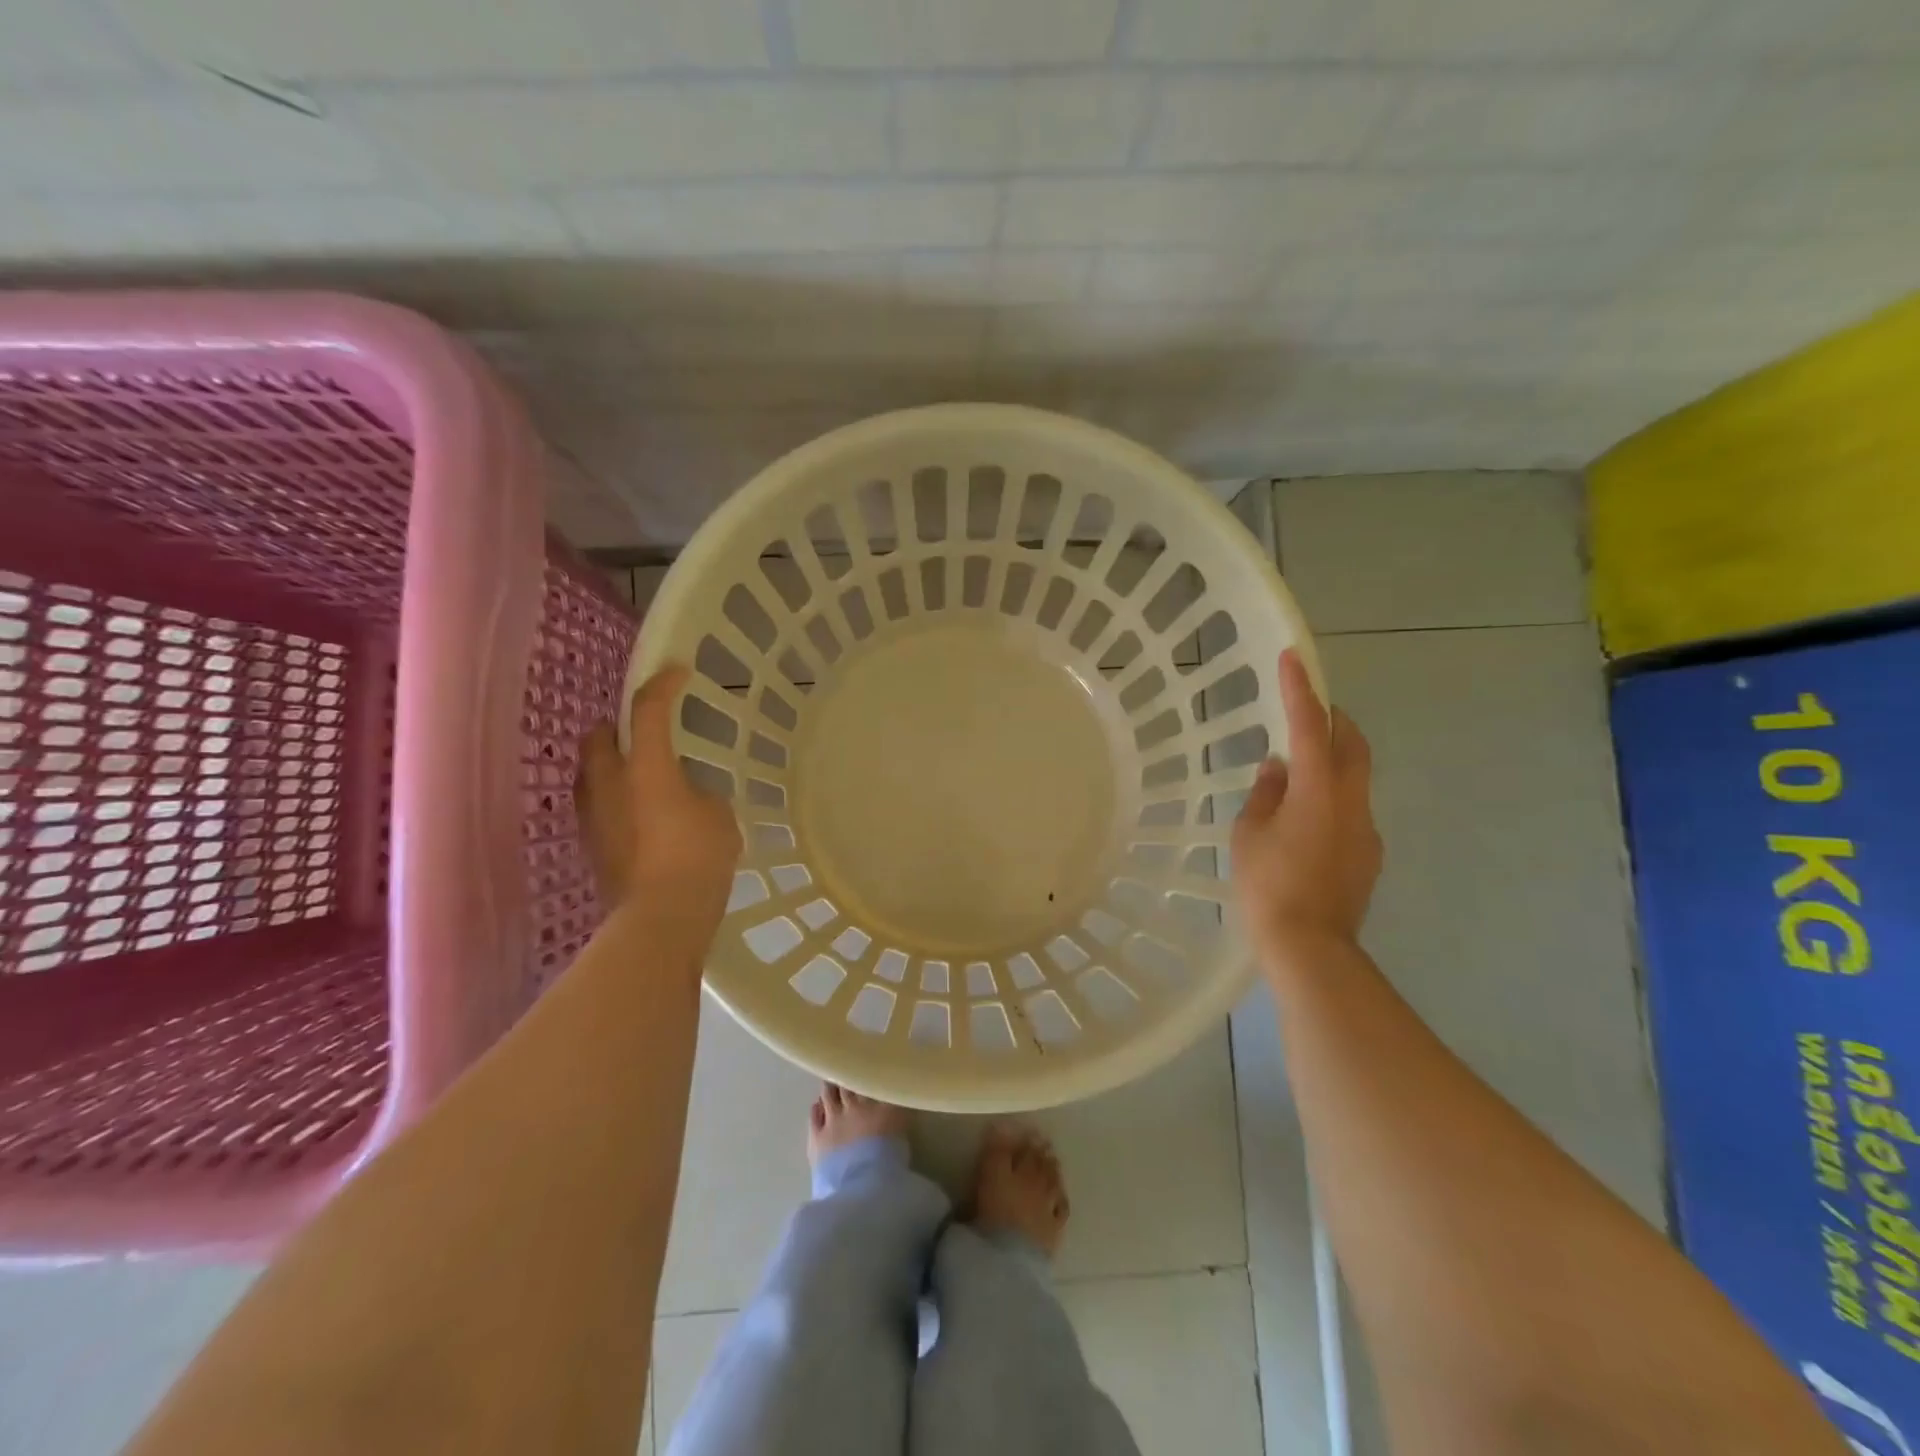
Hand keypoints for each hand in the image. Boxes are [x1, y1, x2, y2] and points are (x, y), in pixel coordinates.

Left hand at [575, 665, 743, 919]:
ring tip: (640, 774)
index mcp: (646, 766)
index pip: (648, 710)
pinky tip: (639, 814)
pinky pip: (597, 804)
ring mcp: (594, 814)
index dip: (663, 684)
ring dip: (611, 762)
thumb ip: (698, 793)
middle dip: (618, 724)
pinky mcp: (591, 844)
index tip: (677, 671)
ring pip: (591, 771)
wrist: (660, 917)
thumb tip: (684, 796)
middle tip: (645, 731)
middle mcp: (609, 782)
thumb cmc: (698, 857)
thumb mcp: (718, 815)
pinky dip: (613, 797)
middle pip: (599, 734)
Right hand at [1231, 649, 1382, 957]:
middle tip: (1308, 712)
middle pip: (1352, 746)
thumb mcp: (1249, 834)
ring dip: (1333, 763)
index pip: (1309, 727)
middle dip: (1333, 721)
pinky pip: (1352, 811)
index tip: (1294, 658)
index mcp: (1318, 791)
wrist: (1309, 947)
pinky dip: (1333, 798)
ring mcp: (1366, 830)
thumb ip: (1265, 794)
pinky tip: (1306, 823)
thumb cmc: (1268, 885)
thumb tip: (1279, 769)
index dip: (1300, 690)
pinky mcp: (1368, 856)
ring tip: (1298, 775)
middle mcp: (1352, 802)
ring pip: (1356, 779)